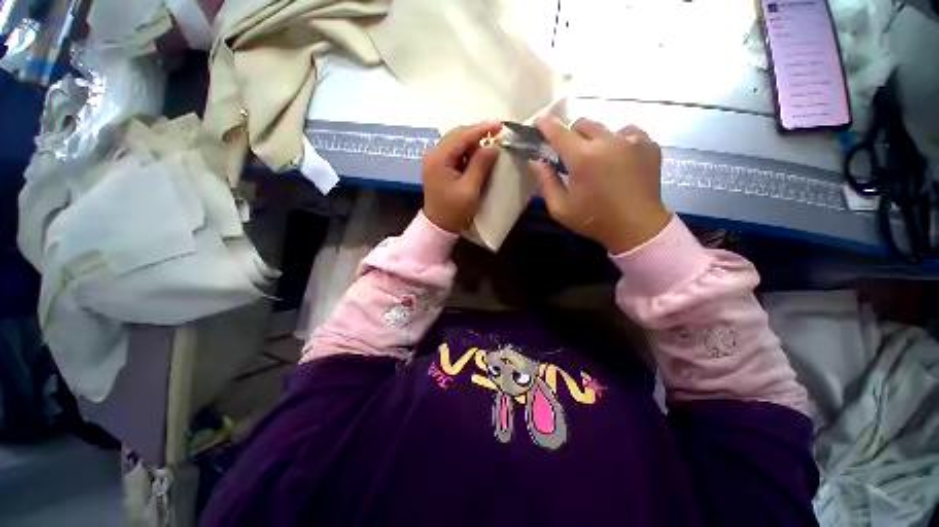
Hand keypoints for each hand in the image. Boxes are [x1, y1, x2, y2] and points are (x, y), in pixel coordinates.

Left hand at [422, 121, 502, 233]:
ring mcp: (434, 160)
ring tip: (488, 152)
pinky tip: (477, 160)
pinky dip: (467, 154)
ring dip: (473, 145)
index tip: (500, 126)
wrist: (439, 227)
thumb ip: (481, 165)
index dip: (482, 129)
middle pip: (458, 135)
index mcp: (439, 158)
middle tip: (496, 140)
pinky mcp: (438, 167)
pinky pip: (454, 153)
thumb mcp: (470, 189)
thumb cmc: (454, 211)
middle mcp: (433, 154)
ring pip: (456, 143)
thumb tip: (493, 146)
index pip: (462, 136)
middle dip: (477, 136)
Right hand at [529, 117, 671, 253]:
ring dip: (595, 139)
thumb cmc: (593, 220)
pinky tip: (619, 159)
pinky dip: (619, 141)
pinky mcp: (649, 144)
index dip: (547, 125)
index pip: (559, 133)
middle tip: (571, 154)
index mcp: (582, 158)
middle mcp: (607, 142)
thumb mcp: (560, 208)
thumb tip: (535, 161)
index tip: (540, 120)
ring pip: (605, 127)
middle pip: (583, 124)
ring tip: (599, 160)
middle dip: (572, 135)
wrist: (636, 227)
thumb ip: (545, 182)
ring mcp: (631, 140)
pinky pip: (628, 132)